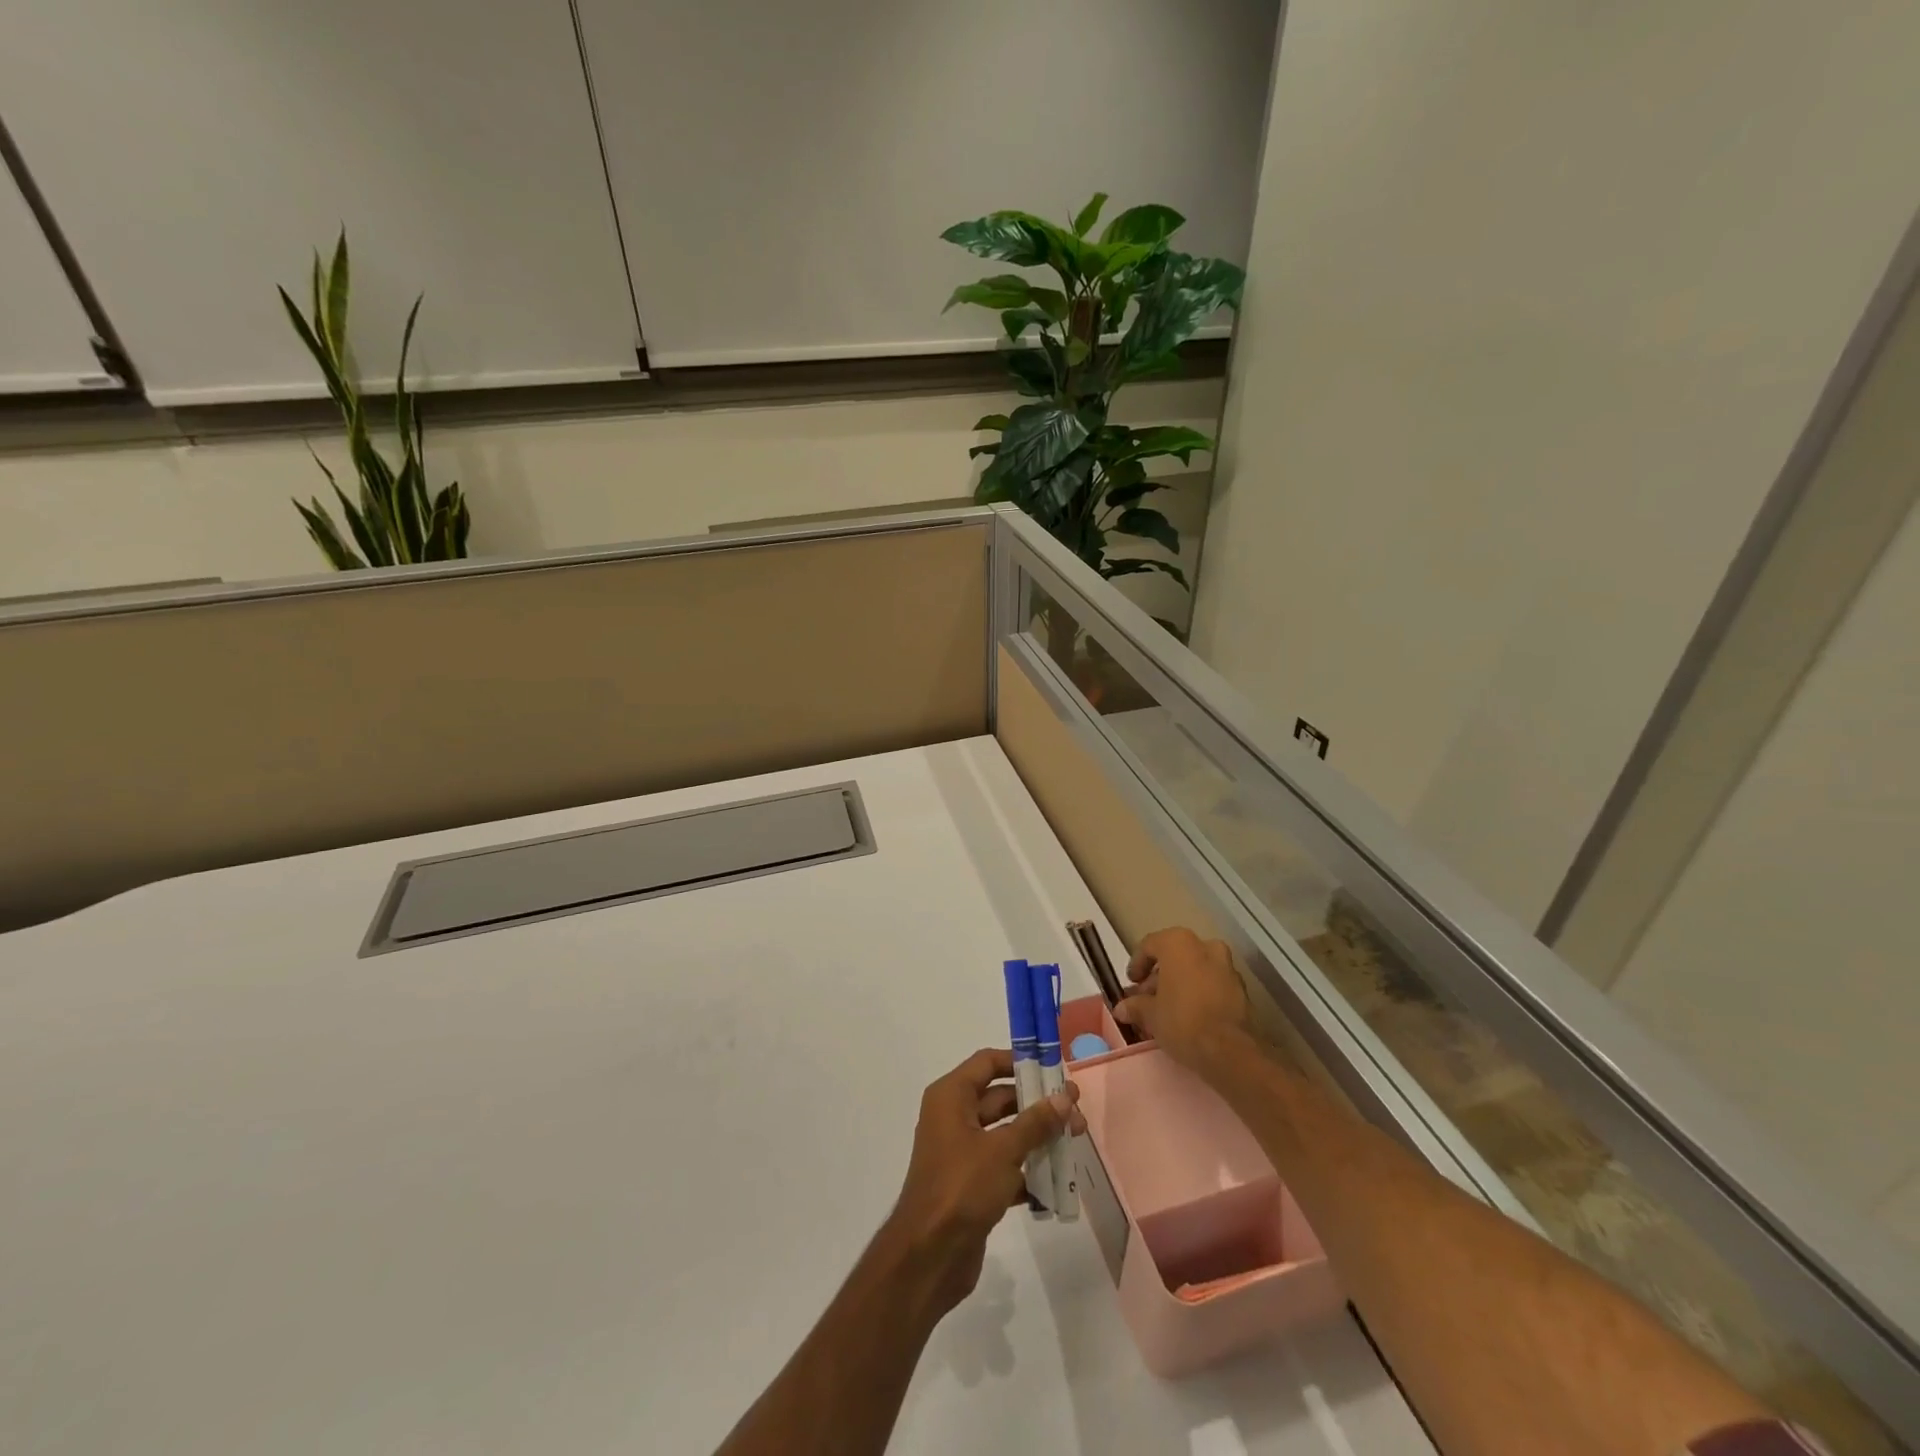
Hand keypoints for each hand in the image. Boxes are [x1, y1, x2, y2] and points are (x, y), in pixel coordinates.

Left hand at [883, 1048, 1084, 1316]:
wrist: (929, 1256)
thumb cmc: (962, 1187)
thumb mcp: (1002, 1150)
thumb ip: (1035, 1122)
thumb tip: (1064, 1098)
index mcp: (951, 1097)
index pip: (988, 1063)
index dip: (1020, 1063)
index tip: (1054, 1071)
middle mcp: (953, 1117)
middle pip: (1000, 1098)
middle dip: (1038, 1105)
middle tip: (1076, 1112)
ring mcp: (962, 1152)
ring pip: (1006, 1133)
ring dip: (1038, 1137)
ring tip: (1075, 1142)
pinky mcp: (971, 1184)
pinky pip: (1004, 1166)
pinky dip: (1027, 1170)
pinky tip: (1058, 1181)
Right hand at [1114, 927, 1250, 1068]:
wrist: (1231, 1051)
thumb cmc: (1183, 1021)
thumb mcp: (1150, 1015)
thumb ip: (1135, 1006)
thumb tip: (1121, 1008)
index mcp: (1179, 943)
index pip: (1149, 945)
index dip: (1137, 964)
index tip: (1132, 984)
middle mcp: (1205, 946)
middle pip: (1174, 956)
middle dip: (1159, 976)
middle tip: (1147, 999)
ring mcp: (1227, 966)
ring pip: (1196, 969)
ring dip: (1180, 984)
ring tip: (1168, 1009)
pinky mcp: (1241, 988)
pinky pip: (1212, 983)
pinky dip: (1199, 992)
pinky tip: (1190, 1015)